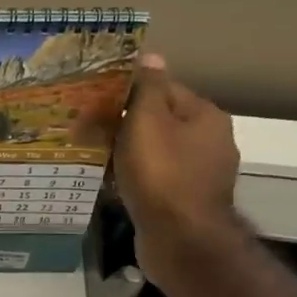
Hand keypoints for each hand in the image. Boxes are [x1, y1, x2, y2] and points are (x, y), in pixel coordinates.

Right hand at [113, 53, 243, 291]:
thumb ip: (147, 88)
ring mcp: (200, 173)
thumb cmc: (162, 174)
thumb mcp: (147, 121)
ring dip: (126, 151)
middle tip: (86, 127)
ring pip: (154, 150)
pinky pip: (154, 177)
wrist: (181, 240)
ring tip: (93, 154)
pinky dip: (133, 176)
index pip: (162, 87)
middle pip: (158, 119)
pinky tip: (111, 182)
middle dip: (124, 122)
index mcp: (204, 115)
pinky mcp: (186, 200)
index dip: (127, 90)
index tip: (95, 98)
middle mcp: (210, 140)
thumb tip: (151, 55)